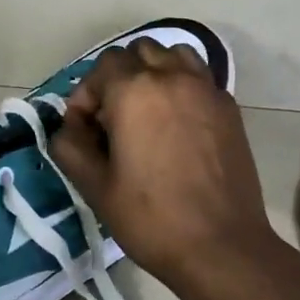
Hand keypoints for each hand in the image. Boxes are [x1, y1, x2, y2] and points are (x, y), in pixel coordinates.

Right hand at [50, 40, 285, 299]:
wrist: (221, 246)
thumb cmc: (151, 218)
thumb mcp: (94, 186)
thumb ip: (70, 145)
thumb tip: (69, 126)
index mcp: (134, 92)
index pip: (102, 67)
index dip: (86, 95)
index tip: (85, 129)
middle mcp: (173, 77)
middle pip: (138, 53)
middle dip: (118, 77)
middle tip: (113, 119)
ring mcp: (207, 89)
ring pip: (173, 55)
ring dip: (153, 73)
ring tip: (146, 111)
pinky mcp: (230, 108)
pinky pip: (199, 77)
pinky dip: (182, 86)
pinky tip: (176, 124)